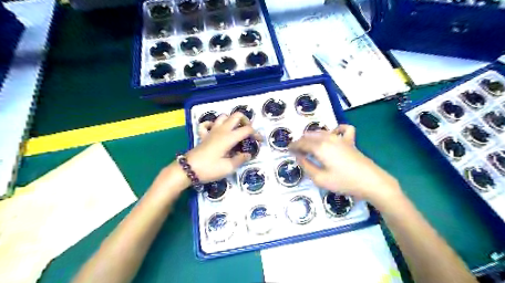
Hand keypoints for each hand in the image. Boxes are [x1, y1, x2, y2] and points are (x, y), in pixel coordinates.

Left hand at [183, 112, 259, 183]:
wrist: (187, 169)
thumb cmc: (209, 169)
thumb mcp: (228, 167)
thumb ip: (240, 159)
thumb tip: (248, 154)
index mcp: (229, 137)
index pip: (247, 129)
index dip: (256, 134)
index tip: (260, 141)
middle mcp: (221, 130)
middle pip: (236, 116)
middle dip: (246, 121)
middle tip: (249, 133)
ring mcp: (212, 131)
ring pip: (223, 117)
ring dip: (231, 120)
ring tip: (236, 131)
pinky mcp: (204, 135)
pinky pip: (208, 124)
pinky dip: (213, 124)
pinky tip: (217, 130)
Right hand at [288, 125, 402, 201]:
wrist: (371, 182)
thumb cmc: (344, 182)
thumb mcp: (320, 179)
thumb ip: (306, 166)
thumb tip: (299, 157)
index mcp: (320, 147)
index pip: (302, 143)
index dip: (293, 146)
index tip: (288, 150)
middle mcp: (329, 139)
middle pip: (310, 136)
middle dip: (301, 141)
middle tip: (296, 150)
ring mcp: (341, 138)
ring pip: (322, 131)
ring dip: (312, 136)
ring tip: (308, 144)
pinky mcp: (350, 141)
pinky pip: (343, 129)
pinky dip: (336, 129)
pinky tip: (333, 134)